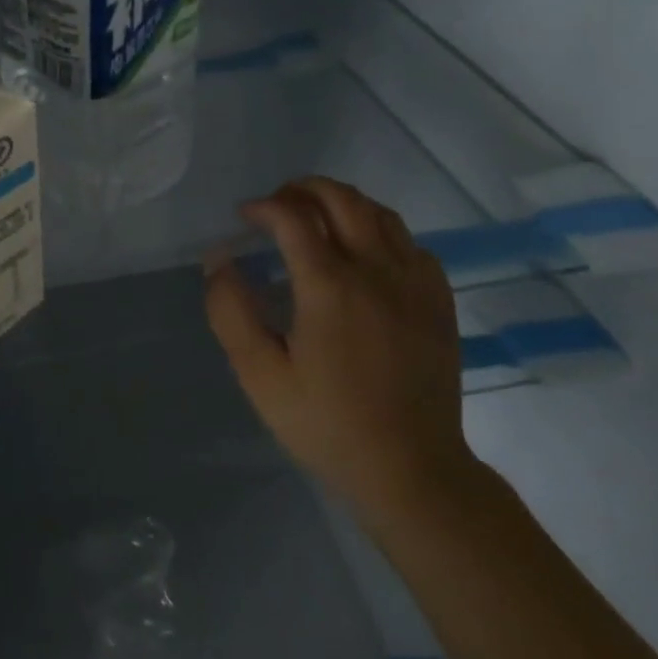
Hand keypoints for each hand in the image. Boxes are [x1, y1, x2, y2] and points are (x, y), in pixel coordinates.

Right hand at [203, 178, 476, 532]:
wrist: (412, 469)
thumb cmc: (327, 424)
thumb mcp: (260, 375)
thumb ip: (232, 312)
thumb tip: (219, 261)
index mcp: (330, 287)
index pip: (294, 218)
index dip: (264, 207)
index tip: (244, 216)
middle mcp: (377, 271)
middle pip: (342, 199)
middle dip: (303, 189)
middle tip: (277, 204)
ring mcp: (415, 283)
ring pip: (380, 213)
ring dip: (342, 202)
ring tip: (315, 217)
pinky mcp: (439, 301)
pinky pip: (410, 242)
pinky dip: (379, 230)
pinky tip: (364, 252)